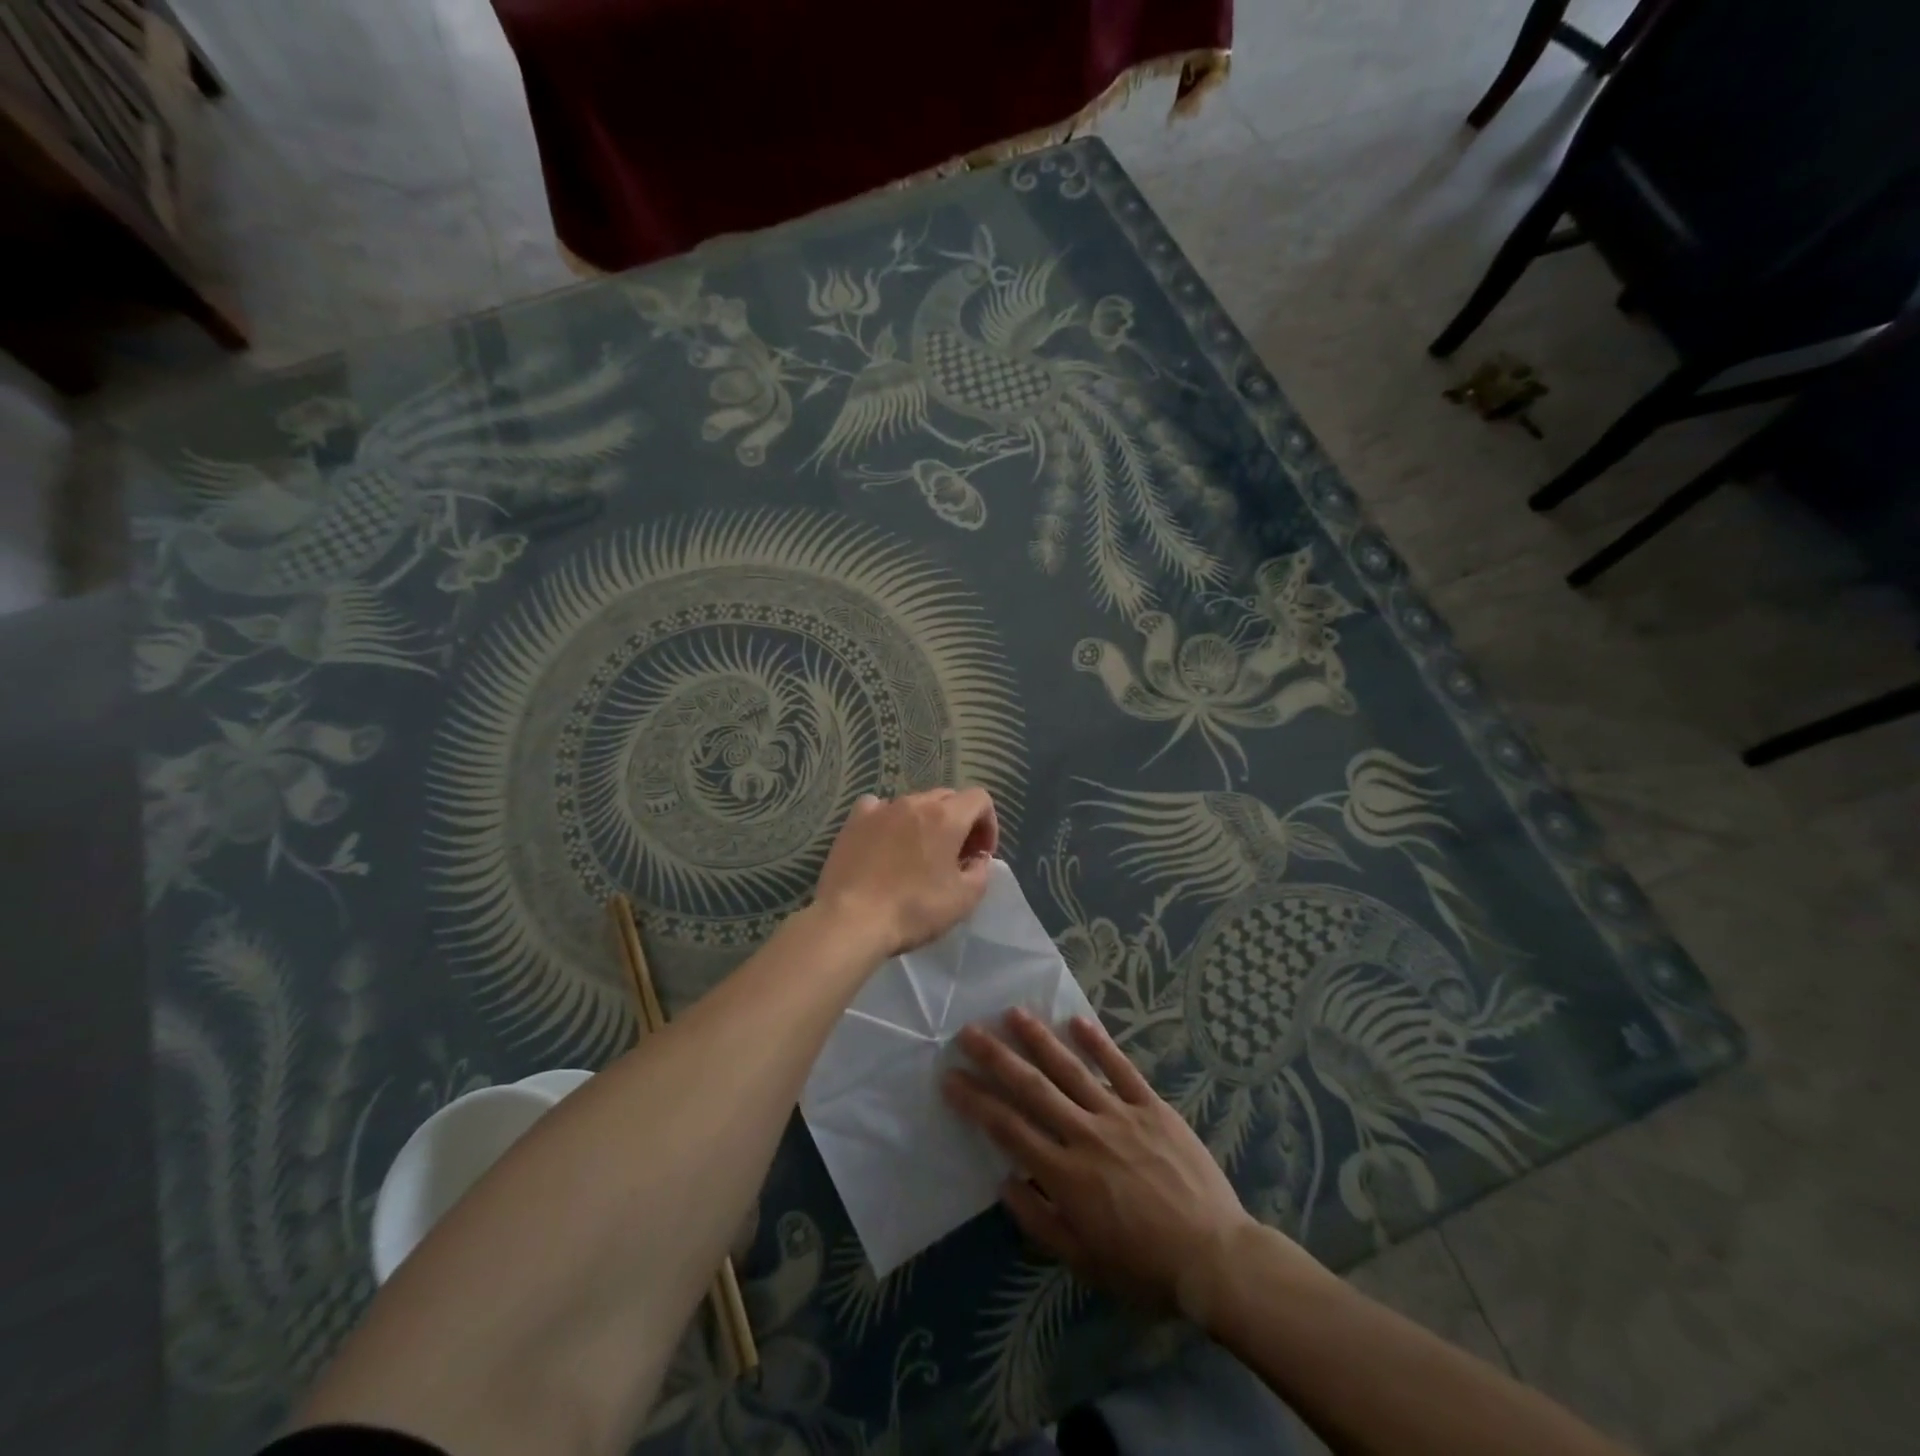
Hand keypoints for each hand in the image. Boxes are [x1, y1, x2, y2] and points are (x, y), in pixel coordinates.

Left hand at [813, 788, 998, 958]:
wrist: (852, 920)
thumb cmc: (914, 909)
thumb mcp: (964, 899)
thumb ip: (980, 871)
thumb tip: (976, 859)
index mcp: (946, 817)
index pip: (979, 799)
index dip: (988, 824)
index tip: (980, 854)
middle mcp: (914, 803)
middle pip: (948, 798)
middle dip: (959, 822)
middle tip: (955, 856)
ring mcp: (881, 809)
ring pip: (914, 803)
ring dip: (926, 822)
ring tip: (919, 853)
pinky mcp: (854, 821)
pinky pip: (879, 807)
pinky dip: (890, 819)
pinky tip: (886, 841)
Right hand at [945, 1010, 1292, 1316]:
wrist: (1215, 1258)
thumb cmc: (1144, 1267)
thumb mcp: (1083, 1261)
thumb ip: (1040, 1221)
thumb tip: (1005, 1182)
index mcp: (1065, 1175)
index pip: (1008, 1128)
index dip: (975, 1101)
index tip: (950, 1077)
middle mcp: (1086, 1135)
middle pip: (1032, 1089)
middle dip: (997, 1058)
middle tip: (969, 1031)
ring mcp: (1121, 1115)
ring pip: (1072, 1069)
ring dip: (1040, 1039)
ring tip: (1014, 1013)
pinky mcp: (1153, 1107)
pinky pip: (1122, 1068)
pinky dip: (1099, 1044)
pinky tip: (1078, 1021)